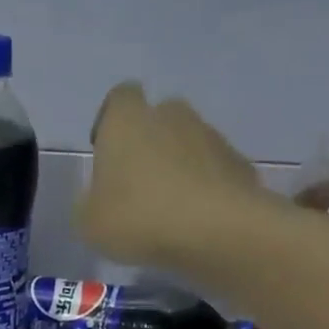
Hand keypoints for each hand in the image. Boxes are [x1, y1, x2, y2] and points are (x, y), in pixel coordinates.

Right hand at [78, 82, 259, 268]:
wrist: (217, 230)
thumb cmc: (139, 217)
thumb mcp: (89, 222)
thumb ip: (89, 203)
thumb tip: (99, 198)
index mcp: (127, 121)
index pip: (119, 97)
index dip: (110, 120)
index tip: (105, 150)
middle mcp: (171, 116)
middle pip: (157, 119)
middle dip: (147, 143)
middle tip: (136, 184)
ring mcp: (211, 136)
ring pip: (187, 144)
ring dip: (177, 166)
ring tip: (167, 209)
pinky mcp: (238, 163)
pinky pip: (212, 170)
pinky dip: (203, 188)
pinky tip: (195, 220)